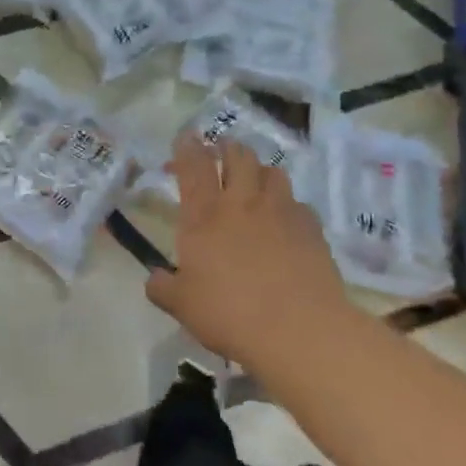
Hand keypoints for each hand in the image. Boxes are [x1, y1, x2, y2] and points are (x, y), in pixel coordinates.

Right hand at [146, 138, 351, 365]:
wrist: (298, 329)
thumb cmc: (230, 314)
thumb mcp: (182, 306)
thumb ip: (163, 287)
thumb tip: (154, 278)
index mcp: (204, 216)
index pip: (194, 166)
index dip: (188, 147)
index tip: (186, 136)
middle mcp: (242, 203)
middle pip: (237, 156)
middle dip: (227, 148)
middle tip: (221, 151)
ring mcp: (280, 210)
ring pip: (271, 171)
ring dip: (259, 170)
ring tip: (255, 180)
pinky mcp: (311, 227)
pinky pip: (297, 202)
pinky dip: (287, 204)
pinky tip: (285, 220)